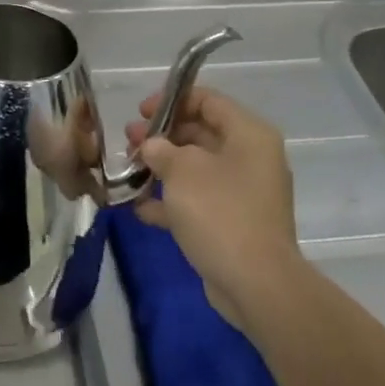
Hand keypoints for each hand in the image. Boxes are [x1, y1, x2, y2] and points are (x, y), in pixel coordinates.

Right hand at [124, 86, 300, 327]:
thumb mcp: (181, 170)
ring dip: (162, 168)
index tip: (140, 112)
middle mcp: (251, 158)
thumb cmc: (220, 212)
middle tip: (128, 142)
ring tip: (129, 170)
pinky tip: (139, 208)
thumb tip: (151, 146)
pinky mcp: (234, 223)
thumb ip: (160, 149)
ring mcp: (244, 192)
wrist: (256, 284)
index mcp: (248, 134)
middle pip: (200, 132)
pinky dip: (171, 201)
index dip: (171, 100)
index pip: (208, 100)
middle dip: (161, 136)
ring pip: (196, 168)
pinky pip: (199, 200)